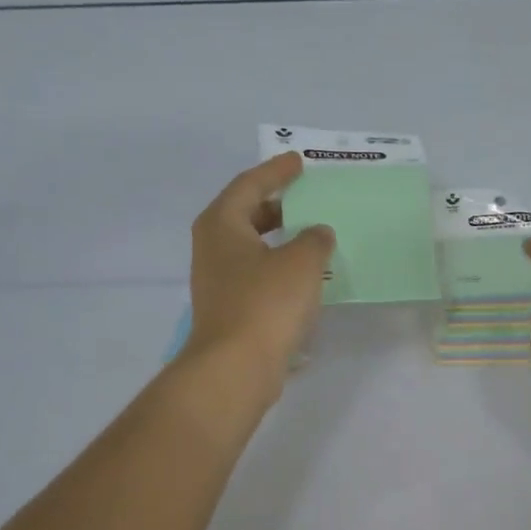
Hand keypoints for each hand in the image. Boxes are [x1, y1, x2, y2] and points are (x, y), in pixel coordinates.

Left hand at [181, 153, 334, 400]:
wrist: (236, 367)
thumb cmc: (266, 303)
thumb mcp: (302, 261)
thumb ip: (314, 239)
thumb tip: (317, 233)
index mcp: (222, 224)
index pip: (250, 184)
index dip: (276, 171)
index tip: (299, 162)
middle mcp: (213, 247)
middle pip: (246, 213)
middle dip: (276, 204)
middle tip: (306, 196)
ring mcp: (218, 280)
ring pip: (252, 246)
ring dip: (280, 238)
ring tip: (311, 234)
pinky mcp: (230, 307)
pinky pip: (257, 273)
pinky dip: (279, 266)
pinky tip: (304, 275)